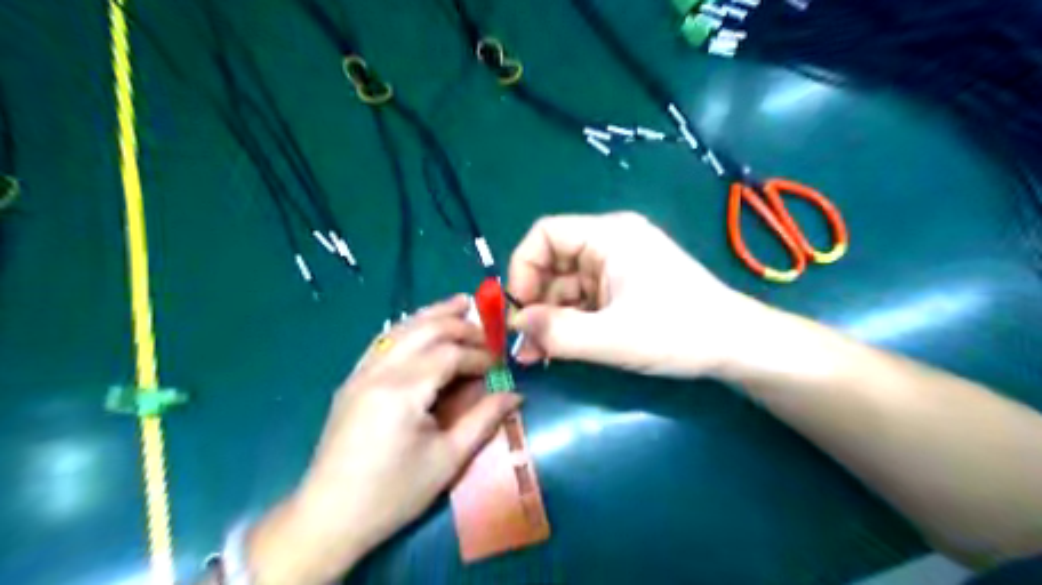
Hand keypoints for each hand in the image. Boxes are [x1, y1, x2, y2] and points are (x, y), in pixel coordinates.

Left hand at [244, 297, 521, 583]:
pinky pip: (383, 341)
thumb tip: (515, 394)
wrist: (328, 518)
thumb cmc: (393, 494)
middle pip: (426, 330)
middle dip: (460, 325)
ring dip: (433, 314)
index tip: (500, 365)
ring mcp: (360, 373)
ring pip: (402, 329)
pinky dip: (408, 328)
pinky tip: (421, 326)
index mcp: (402, 391)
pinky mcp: (352, 381)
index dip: (479, 356)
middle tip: (488, 329)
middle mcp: (379, 371)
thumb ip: (483, 420)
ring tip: (460, 303)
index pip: (450, 354)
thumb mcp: (447, 460)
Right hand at [507, 211, 757, 376]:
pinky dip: (569, 323)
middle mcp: (609, 243)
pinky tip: (558, 349)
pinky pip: (584, 299)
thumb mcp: (613, 337)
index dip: (523, 268)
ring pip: (566, 285)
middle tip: (526, 342)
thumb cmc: (679, 333)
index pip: (545, 234)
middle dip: (535, 301)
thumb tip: (515, 325)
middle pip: (553, 261)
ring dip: (550, 318)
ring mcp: (617, 267)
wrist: (736, 347)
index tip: (519, 310)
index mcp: (609, 236)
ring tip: (538, 354)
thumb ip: (558, 333)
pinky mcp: (623, 288)